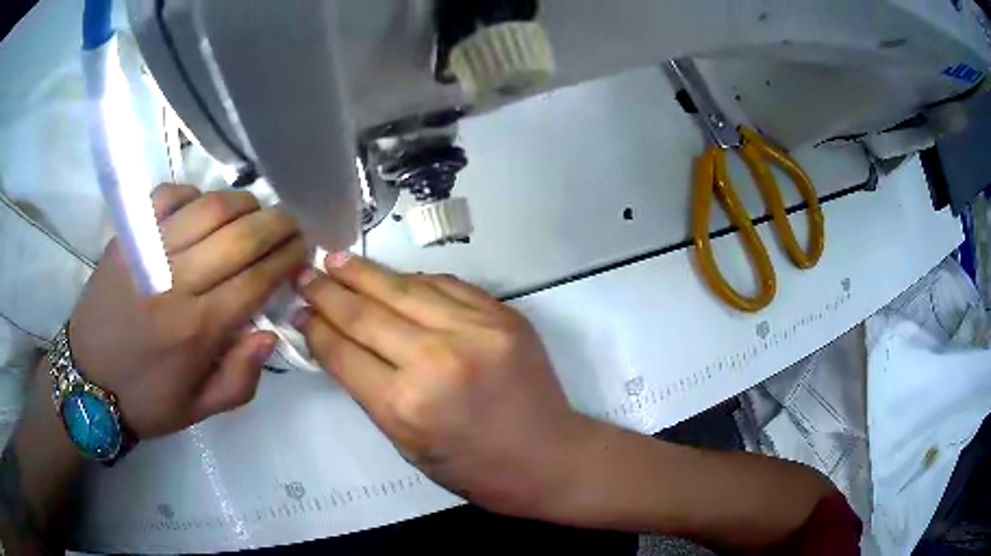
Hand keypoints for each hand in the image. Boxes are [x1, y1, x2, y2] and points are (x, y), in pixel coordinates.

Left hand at [68, 185, 306, 438]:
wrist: (86, 380)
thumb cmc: (145, 400)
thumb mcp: (199, 410)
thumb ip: (241, 379)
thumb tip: (269, 333)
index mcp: (197, 331)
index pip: (257, 279)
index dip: (287, 258)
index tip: (303, 249)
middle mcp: (177, 283)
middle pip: (240, 235)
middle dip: (277, 223)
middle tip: (292, 223)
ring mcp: (149, 252)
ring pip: (209, 207)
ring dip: (243, 202)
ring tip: (256, 209)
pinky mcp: (128, 237)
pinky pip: (169, 196)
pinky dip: (193, 193)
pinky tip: (202, 206)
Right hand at [293, 254, 588, 516]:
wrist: (547, 457)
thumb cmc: (472, 467)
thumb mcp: (406, 443)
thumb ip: (370, 391)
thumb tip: (338, 343)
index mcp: (405, 406)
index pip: (343, 352)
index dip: (315, 327)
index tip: (299, 310)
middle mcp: (436, 360)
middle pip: (366, 313)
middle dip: (328, 291)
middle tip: (305, 274)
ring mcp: (474, 331)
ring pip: (403, 289)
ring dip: (364, 273)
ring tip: (337, 260)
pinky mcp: (501, 315)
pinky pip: (445, 285)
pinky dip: (412, 280)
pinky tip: (391, 276)